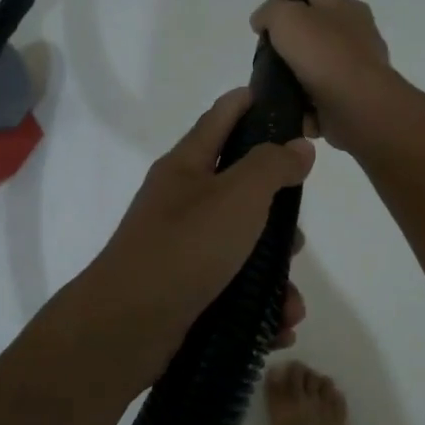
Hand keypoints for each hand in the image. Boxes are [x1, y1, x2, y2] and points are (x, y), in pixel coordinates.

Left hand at [75, 88, 313, 371]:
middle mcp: (181, 204)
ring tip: (291, 300)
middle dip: (275, 213)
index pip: (219, 119)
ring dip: (273, 273)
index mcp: (187, 168)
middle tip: (298, 233)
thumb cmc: (185, 248)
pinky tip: (278, 326)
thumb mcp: (237, 196)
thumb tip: (298, 146)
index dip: (247, 102)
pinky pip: (234, 292)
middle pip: (238, 191)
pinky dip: (258, 307)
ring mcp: (181, 250)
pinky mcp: (185, 292)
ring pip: (241, 249)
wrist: (126, 327)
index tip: (278, 97)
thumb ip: (271, 167)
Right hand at [250, 0, 404, 153]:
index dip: (292, 4)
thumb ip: (270, 12)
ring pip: (316, 73)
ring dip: (296, 82)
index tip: (270, 24)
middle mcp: (356, 38)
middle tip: (268, 59)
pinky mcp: (351, 104)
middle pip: (315, 37)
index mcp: (348, 9)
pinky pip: (320, 104)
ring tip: (272, 90)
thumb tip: (260, 22)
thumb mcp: (287, 16)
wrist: (355, 106)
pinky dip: (304, 110)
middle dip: (292, 48)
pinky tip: (289, 112)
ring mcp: (356, 73)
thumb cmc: (324, 53)